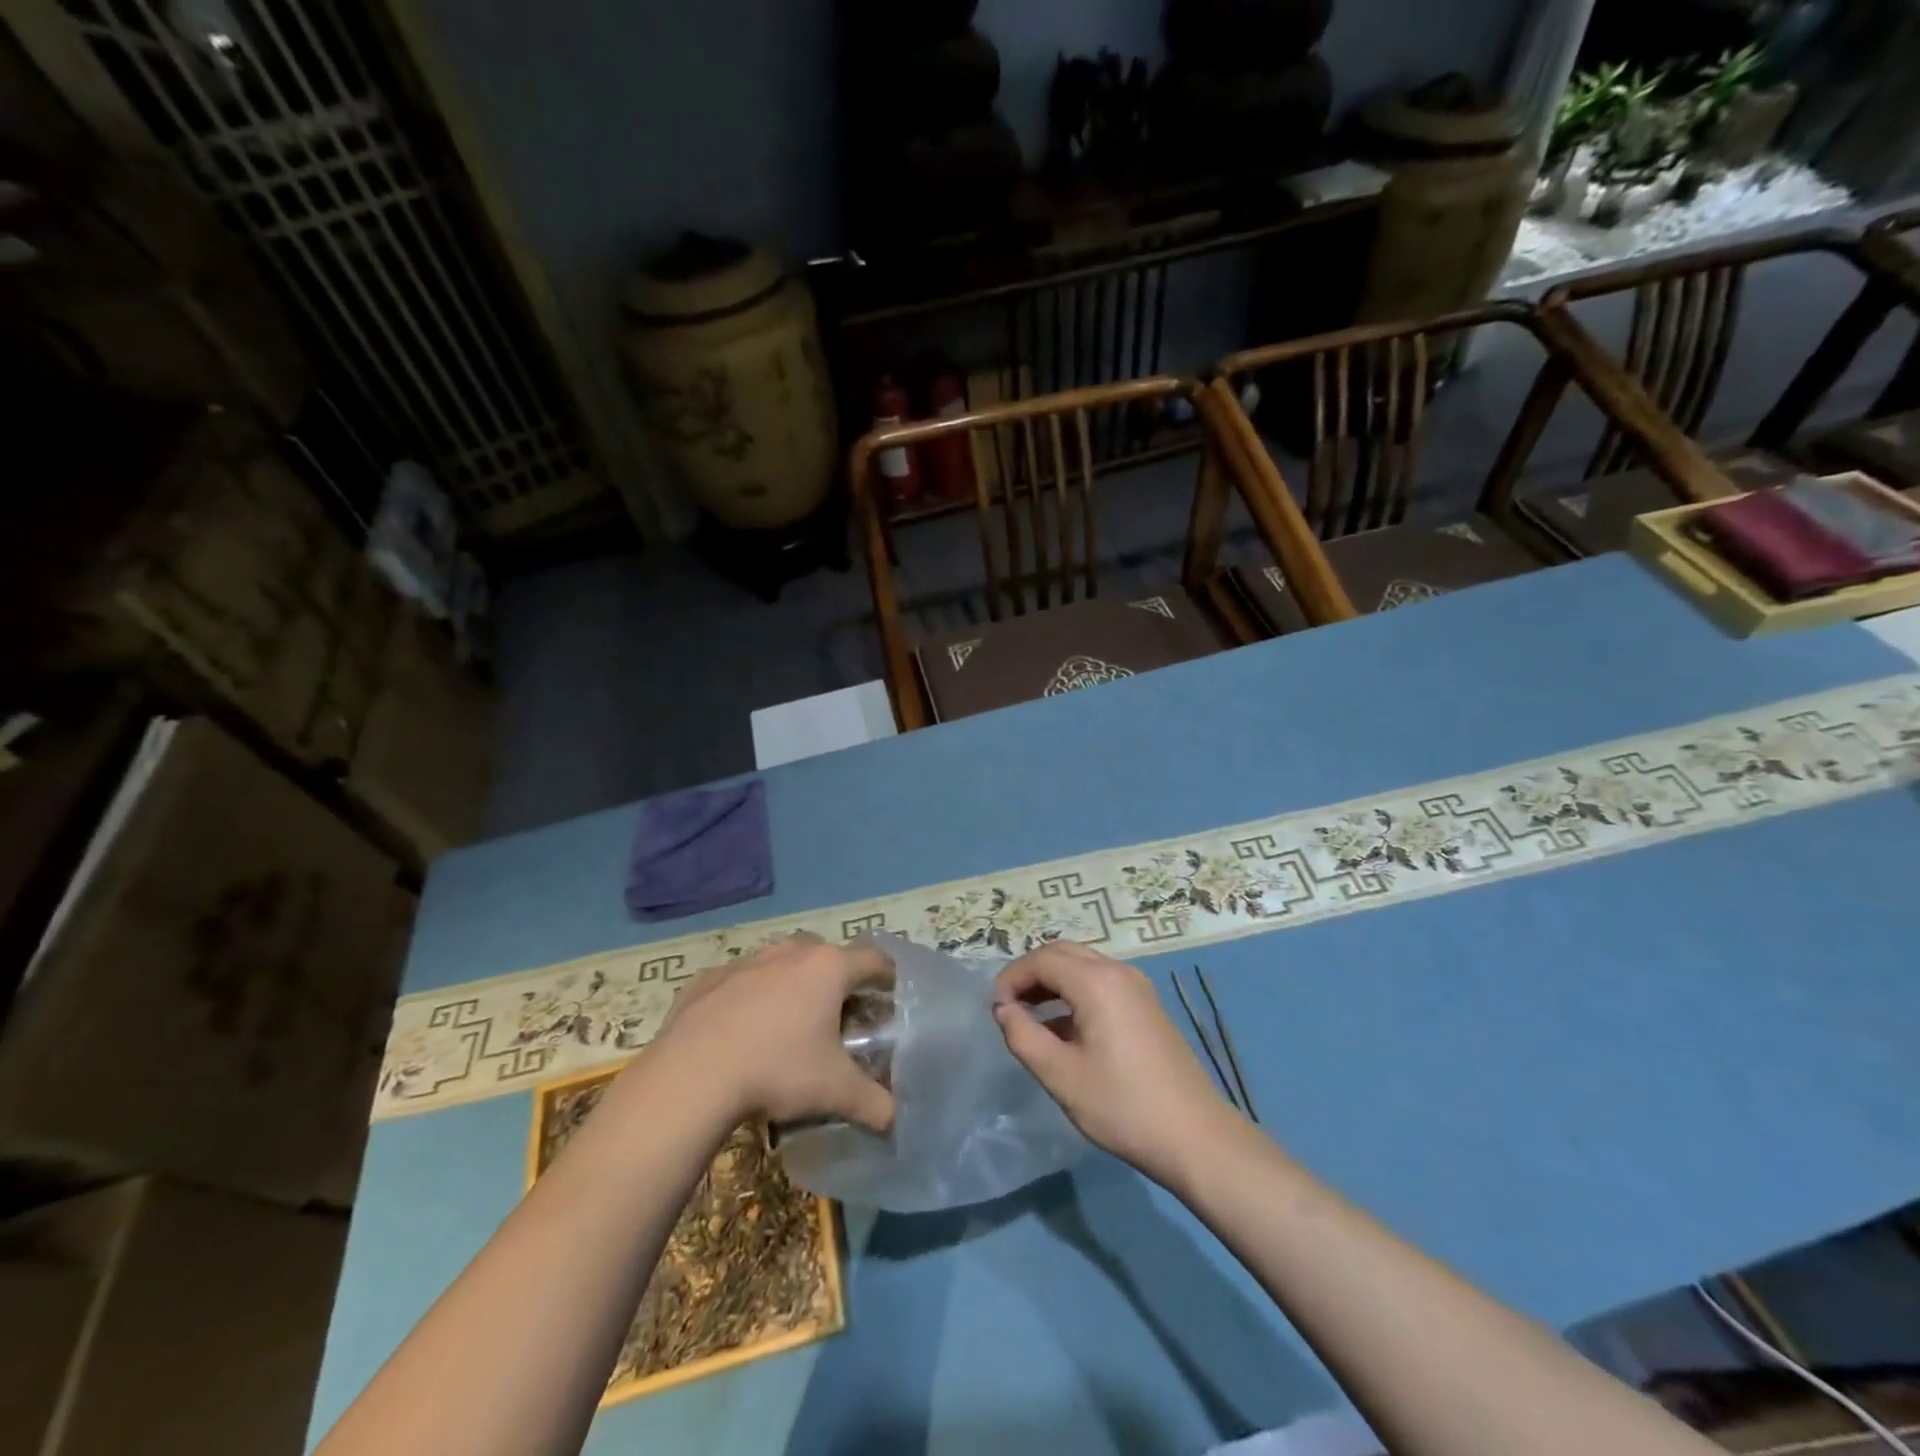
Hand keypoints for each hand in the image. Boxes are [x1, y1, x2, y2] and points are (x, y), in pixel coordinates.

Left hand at [651, 934, 895, 1132]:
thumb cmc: (777, 1070)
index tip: (892, 997)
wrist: (691, 1075)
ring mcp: (746, 961)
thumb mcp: (835, 1092)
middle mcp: (790, 952)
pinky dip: (748, 997)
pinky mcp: (708, 978)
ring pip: (781, 962)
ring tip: (789, 1023)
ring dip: (791, 983)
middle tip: (839, 1018)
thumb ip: (875, 1104)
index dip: (888, 978)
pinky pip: (739, 981)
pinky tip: (741, 1031)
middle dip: (837, 980)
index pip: (874, 961)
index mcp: (828, 968)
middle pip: (826, 956)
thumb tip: (897, 1121)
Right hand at [993, 941, 1240, 1185]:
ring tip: (1029, 1017)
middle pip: (1063, 953)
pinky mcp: (1147, 1006)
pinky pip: (1101, 983)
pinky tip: (1063, 1030)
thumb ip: (1023, 1036)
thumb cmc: (1122, 1106)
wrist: (1196, 1137)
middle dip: (1031, 974)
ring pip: (1083, 966)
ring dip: (1052, 982)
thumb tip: (1004, 1009)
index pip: (1042, 959)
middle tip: (1009, 1007)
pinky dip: (1074, 993)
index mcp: (1097, 982)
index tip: (995, 1009)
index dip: (1012, 977)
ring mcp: (1138, 987)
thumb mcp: (1061, 1075)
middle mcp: (1119, 972)